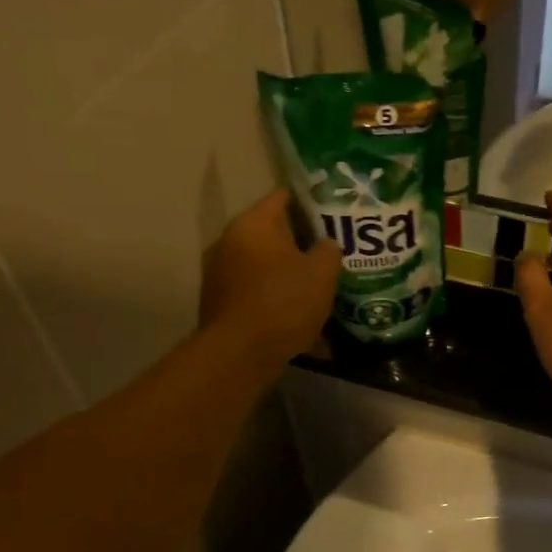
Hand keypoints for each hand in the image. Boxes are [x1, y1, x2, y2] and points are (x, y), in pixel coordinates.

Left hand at [200, 191, 340, 370]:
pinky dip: (275, 300)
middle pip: (272, 234)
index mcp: (253, 224)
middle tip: (330, 253)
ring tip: (317, 289)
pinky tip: (299, 319)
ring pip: (264, 266)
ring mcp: (219, 273)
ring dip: (288, 275)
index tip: (332, 210)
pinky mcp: (219, 303)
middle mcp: (229, 241)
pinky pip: (256, 293)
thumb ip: (328, 250)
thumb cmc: (283, 302)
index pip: (283, 197)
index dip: (310, 201)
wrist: (239, 354)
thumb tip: (323, 245)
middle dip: (301, 243)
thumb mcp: (323, 272)